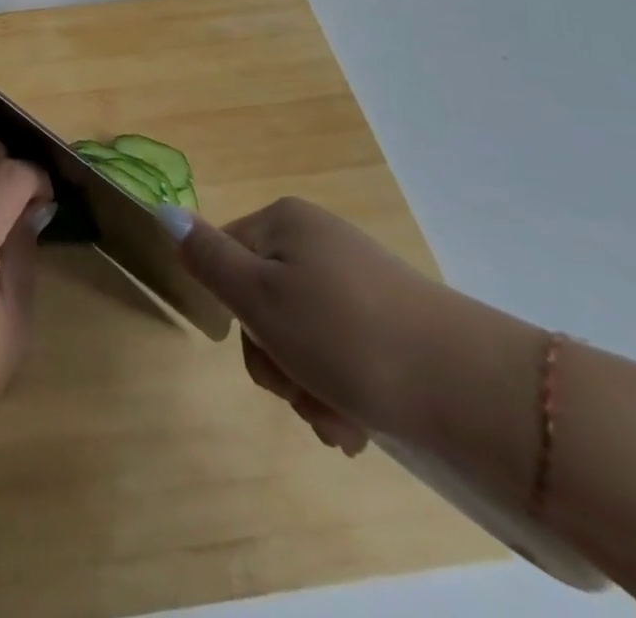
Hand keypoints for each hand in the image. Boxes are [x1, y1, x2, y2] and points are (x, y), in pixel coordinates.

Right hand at [171, 197, 451, 456]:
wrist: (472, 390)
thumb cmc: (346, 336)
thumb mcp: (259, 297)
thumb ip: (207, 257)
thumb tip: (163, 211)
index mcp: (285, 223)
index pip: (225, 258)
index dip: (235, 312)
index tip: (265, 351)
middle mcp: (319, 242)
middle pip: (264, 303)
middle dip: (276, 360)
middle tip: (302, 393)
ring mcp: (359, 281)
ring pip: (302, 337)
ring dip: (308, 385)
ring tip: (339, 420)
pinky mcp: (392, 321)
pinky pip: (343, 352)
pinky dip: (341, 390)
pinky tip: (359, 424)